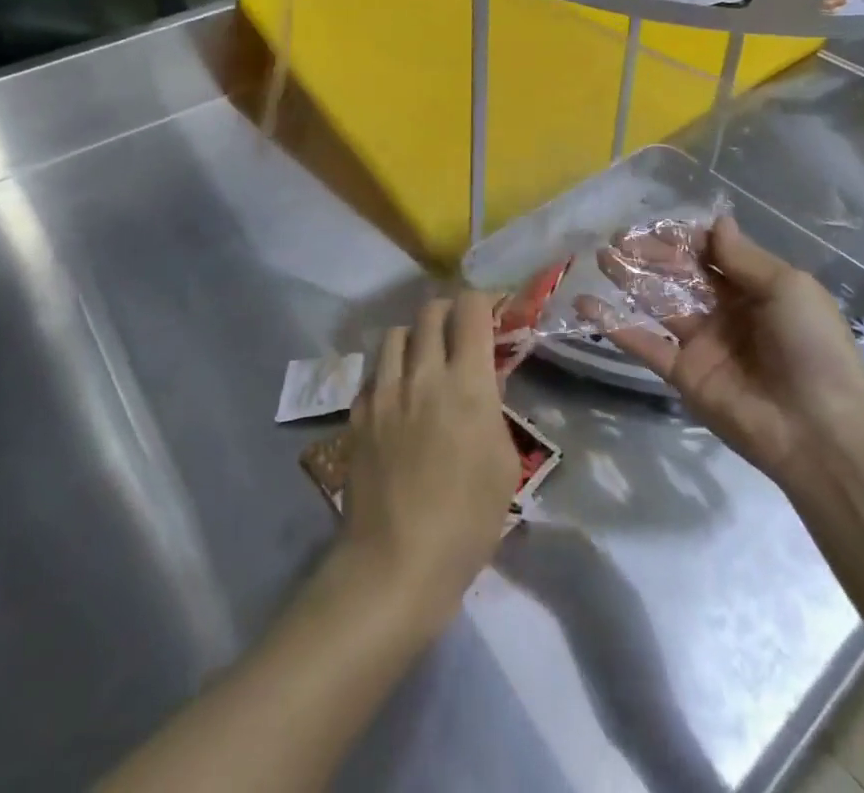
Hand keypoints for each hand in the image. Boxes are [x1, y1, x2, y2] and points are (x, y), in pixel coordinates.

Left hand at [335, 292, 518, 631]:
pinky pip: (375, 372)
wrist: (396, 561)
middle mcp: (423, 373)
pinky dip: (390, 372)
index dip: (482, 301)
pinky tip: (397, 398)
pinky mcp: (358, 412)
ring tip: (424, 361)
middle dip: (449, 312)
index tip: (491, 313)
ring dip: (415, 338)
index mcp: (466, 382)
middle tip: (459, 334)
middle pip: (430, 310)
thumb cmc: (466, 520)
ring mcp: (384, 391)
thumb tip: (483, 383)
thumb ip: (494, 410)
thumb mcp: (504, 464)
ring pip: (396, 333)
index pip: (470, 309)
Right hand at [591, 216, 863, 483]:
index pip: (711, 254)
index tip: (655, 226)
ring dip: (629, 280)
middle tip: (616, 239)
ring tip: (599, 258)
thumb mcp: (788, 288)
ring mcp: (701, 343)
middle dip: (650, 254)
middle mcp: (725, 312)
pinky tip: (585, 305)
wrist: (819, 429)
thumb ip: (743, 257)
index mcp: (755, 289)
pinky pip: (644, 344)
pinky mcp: (682, 373)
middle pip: (680, 274)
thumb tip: (717, 222)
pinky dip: (614, 325)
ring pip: (658, 303)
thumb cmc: (811, 347)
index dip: (683, 239)